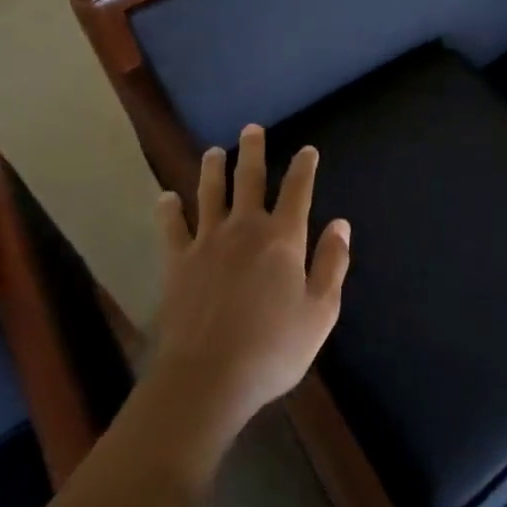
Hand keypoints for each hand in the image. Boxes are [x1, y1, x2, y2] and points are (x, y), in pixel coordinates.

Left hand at [147, 125, 351, 441]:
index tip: (307, 149)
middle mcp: (244, 229)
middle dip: (253, 151)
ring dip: (212, 169)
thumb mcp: (320, 312)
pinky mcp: (177, 263)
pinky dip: (169, 210)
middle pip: (249, 179)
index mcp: (283, 238)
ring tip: (212, 151)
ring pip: (210, 194)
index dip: (304, 168)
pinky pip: (172, 228)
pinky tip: (166, 198)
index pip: (297, 191)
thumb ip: (332, 264)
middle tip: (251, 129)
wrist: (208, 378)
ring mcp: (207, 243)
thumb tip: (340, 224)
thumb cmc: (273, 348)